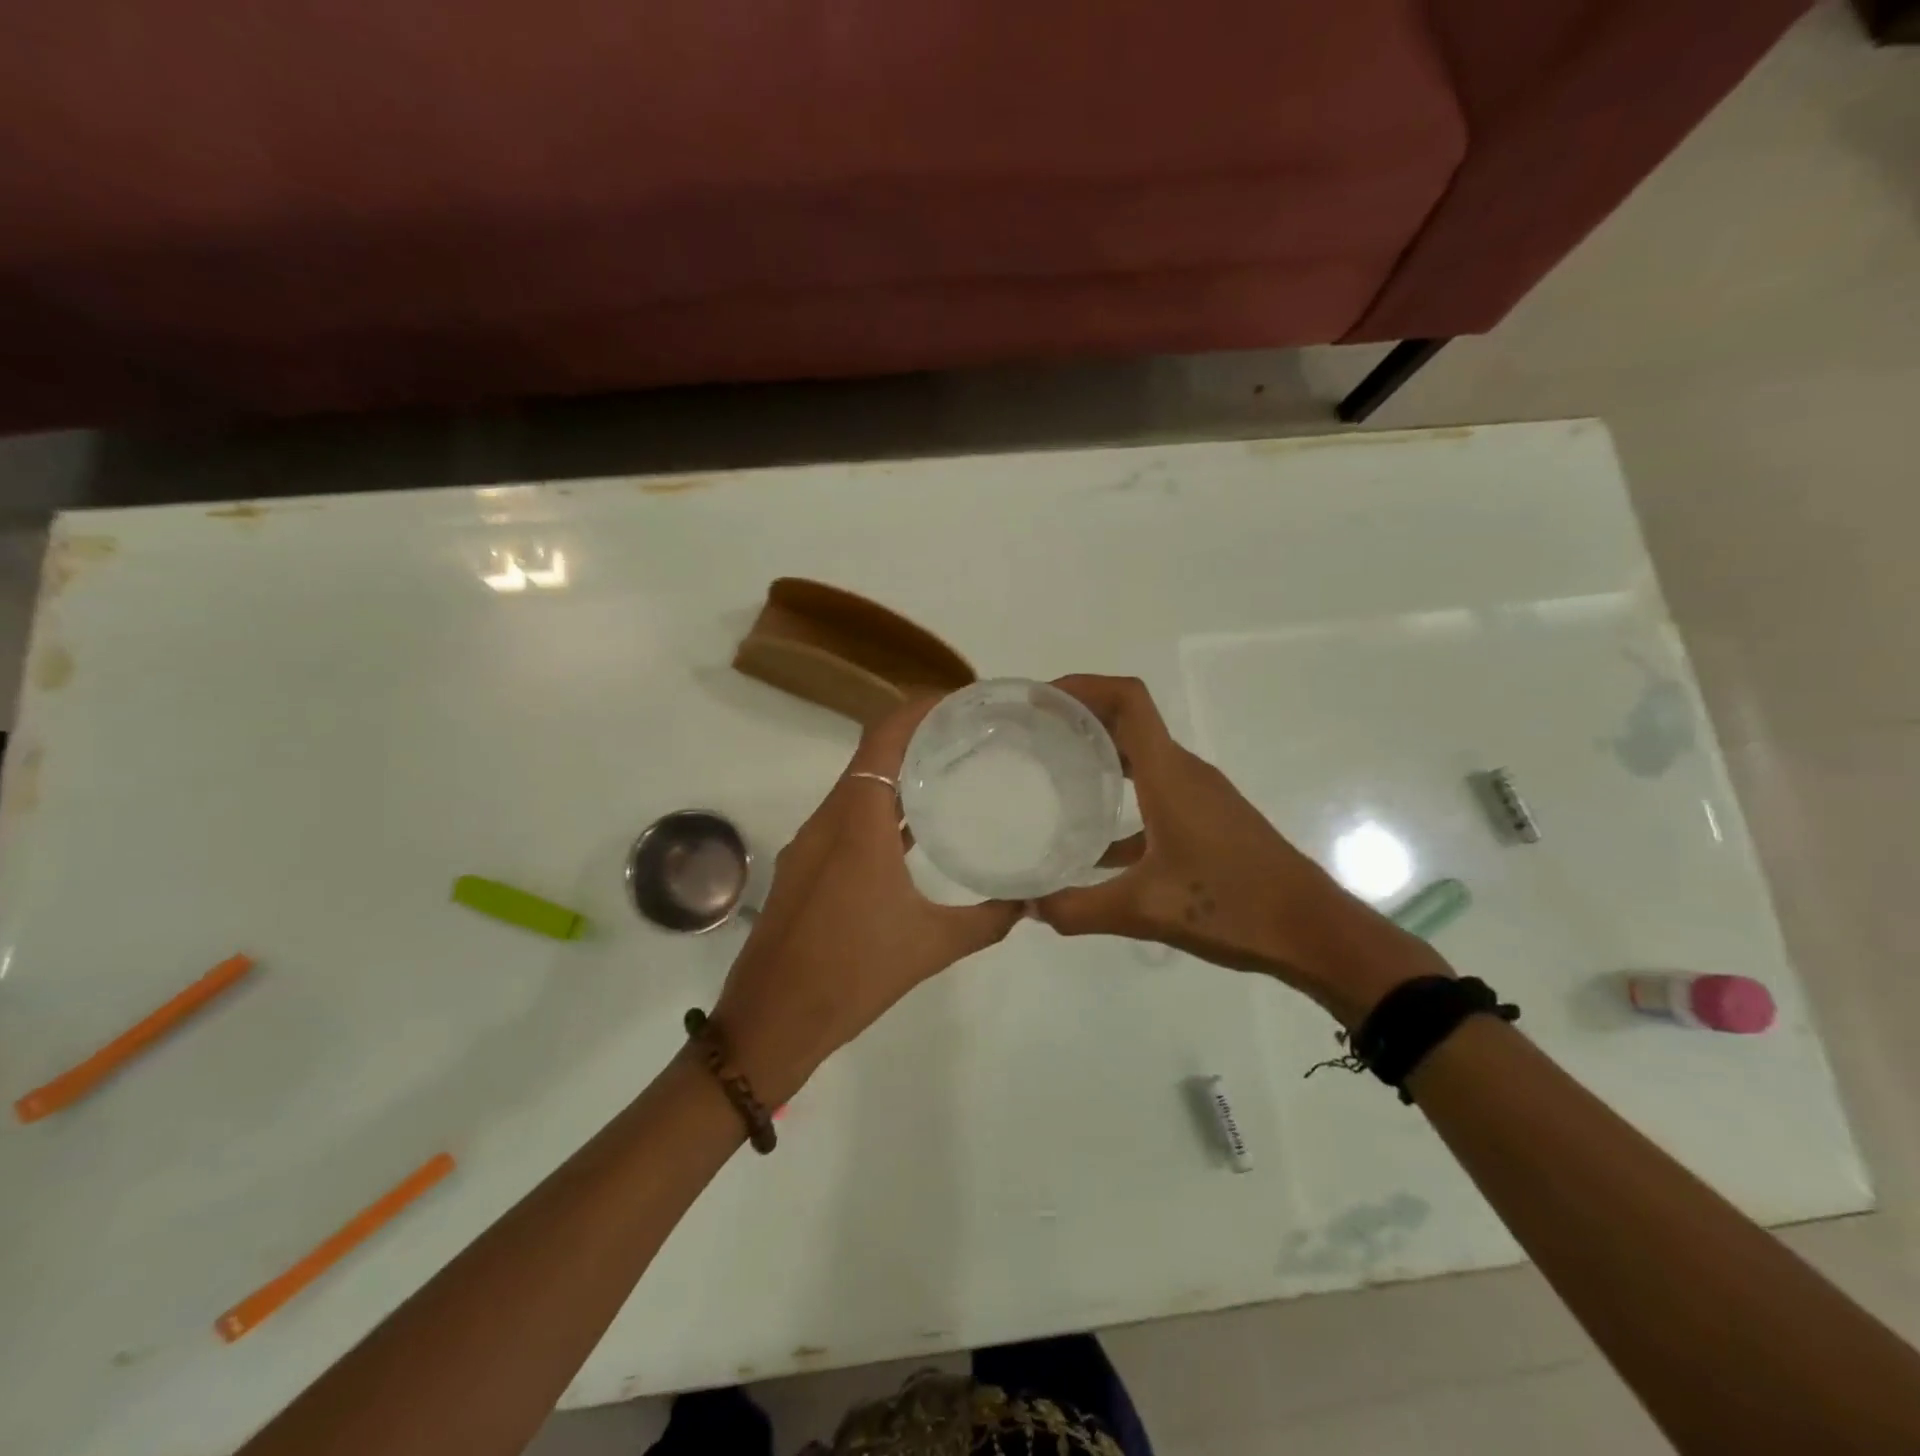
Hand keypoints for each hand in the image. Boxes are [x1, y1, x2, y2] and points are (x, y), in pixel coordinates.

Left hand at [710, 699, 1022, 1101]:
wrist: (770, 1022)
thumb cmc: (851, 975)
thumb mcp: (931, 946)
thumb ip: (987, 920)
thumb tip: (1028, 902)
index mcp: (857, 822)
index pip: (884, 738)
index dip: (918, 709)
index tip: (960, 701)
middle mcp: (828, 820)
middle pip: (871, 755)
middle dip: (916, 736)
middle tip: (968, 735)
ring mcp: (810, 845)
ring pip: (856, 788)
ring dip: (897, 774)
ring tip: (950, 772)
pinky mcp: (803, 869)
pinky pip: (845, 819)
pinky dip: (879, 809)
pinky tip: (912, 830)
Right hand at [1030, 675, 1444, 1023]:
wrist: (1312, 931)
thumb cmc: (1231, 906)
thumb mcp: (1143, 910)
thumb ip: (1077, 908)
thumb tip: (1025, 907)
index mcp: (1169, 774)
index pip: (1128, 700)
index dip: (1084, 686)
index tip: (1041, 699)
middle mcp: (1184, 772)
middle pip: (1130, 721)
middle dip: (1081, 718)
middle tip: (1032, 736)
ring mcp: (1200, 795)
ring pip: (1142, 758)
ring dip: (1101, 755)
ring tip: (1052, 775)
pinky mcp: (1208, 820)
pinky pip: (1155, 792)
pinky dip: (1122, 799)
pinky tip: (1094, 843)